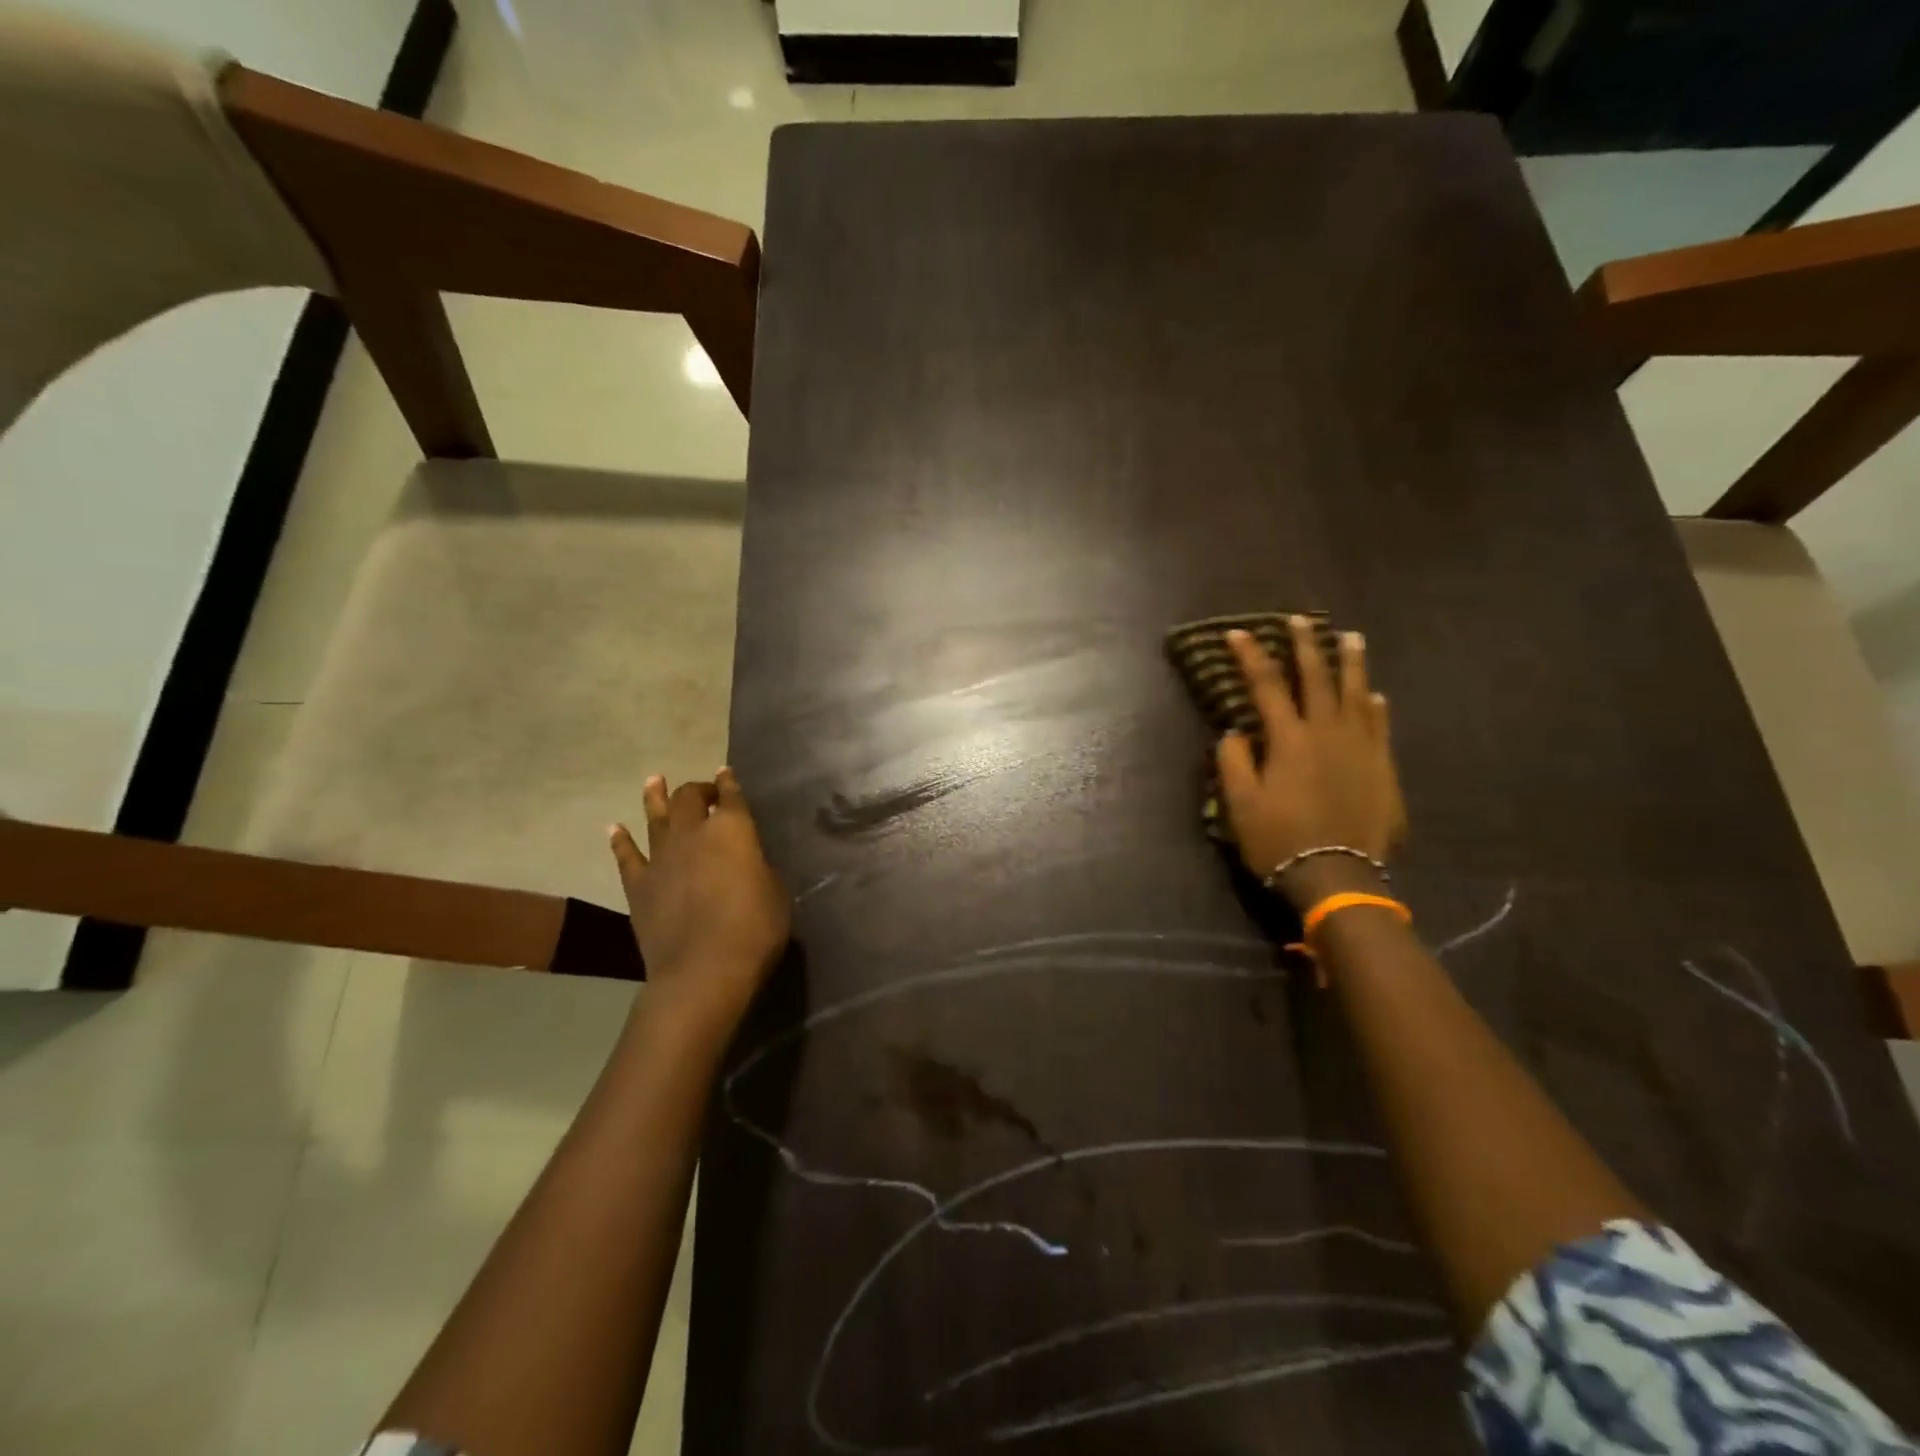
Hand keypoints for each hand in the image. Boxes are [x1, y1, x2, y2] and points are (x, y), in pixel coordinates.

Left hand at [608, 769, 790, 1034]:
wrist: (703, 970)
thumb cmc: (754, 929)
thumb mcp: (775, 891)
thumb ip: (758, 867)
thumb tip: (747, 862)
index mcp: (733, 829)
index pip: (731, 796)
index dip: (729, 783)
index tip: (726, 773)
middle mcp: (693, 833)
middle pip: (689, 798)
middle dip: (696, 789)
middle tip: (703, 791)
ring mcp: (661, 858)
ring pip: (655, 817)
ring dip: (655, 797)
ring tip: (654, 781)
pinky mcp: (638, 885)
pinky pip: (626, 855)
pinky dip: (620, 840)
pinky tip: (614, 828)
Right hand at [1216, 618, 1406, 910]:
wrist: (1338, 875)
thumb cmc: (1280, 839)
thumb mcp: (1240, 804)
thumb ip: (1234, 762)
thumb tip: (1235, 732)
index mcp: (1289, 739)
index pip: (1266, 686)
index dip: (1251, 656)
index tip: (1239, 633)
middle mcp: (1327, 732)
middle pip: (1316, 678)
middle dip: (1305, 645)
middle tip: (1299, 620)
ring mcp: (1361, 747)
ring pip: (1355, 693)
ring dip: (1350, 663)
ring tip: (1350, 638)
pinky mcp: (1382, 766)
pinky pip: (1380, 725)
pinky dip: (1374, 706)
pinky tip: (1373, 695)